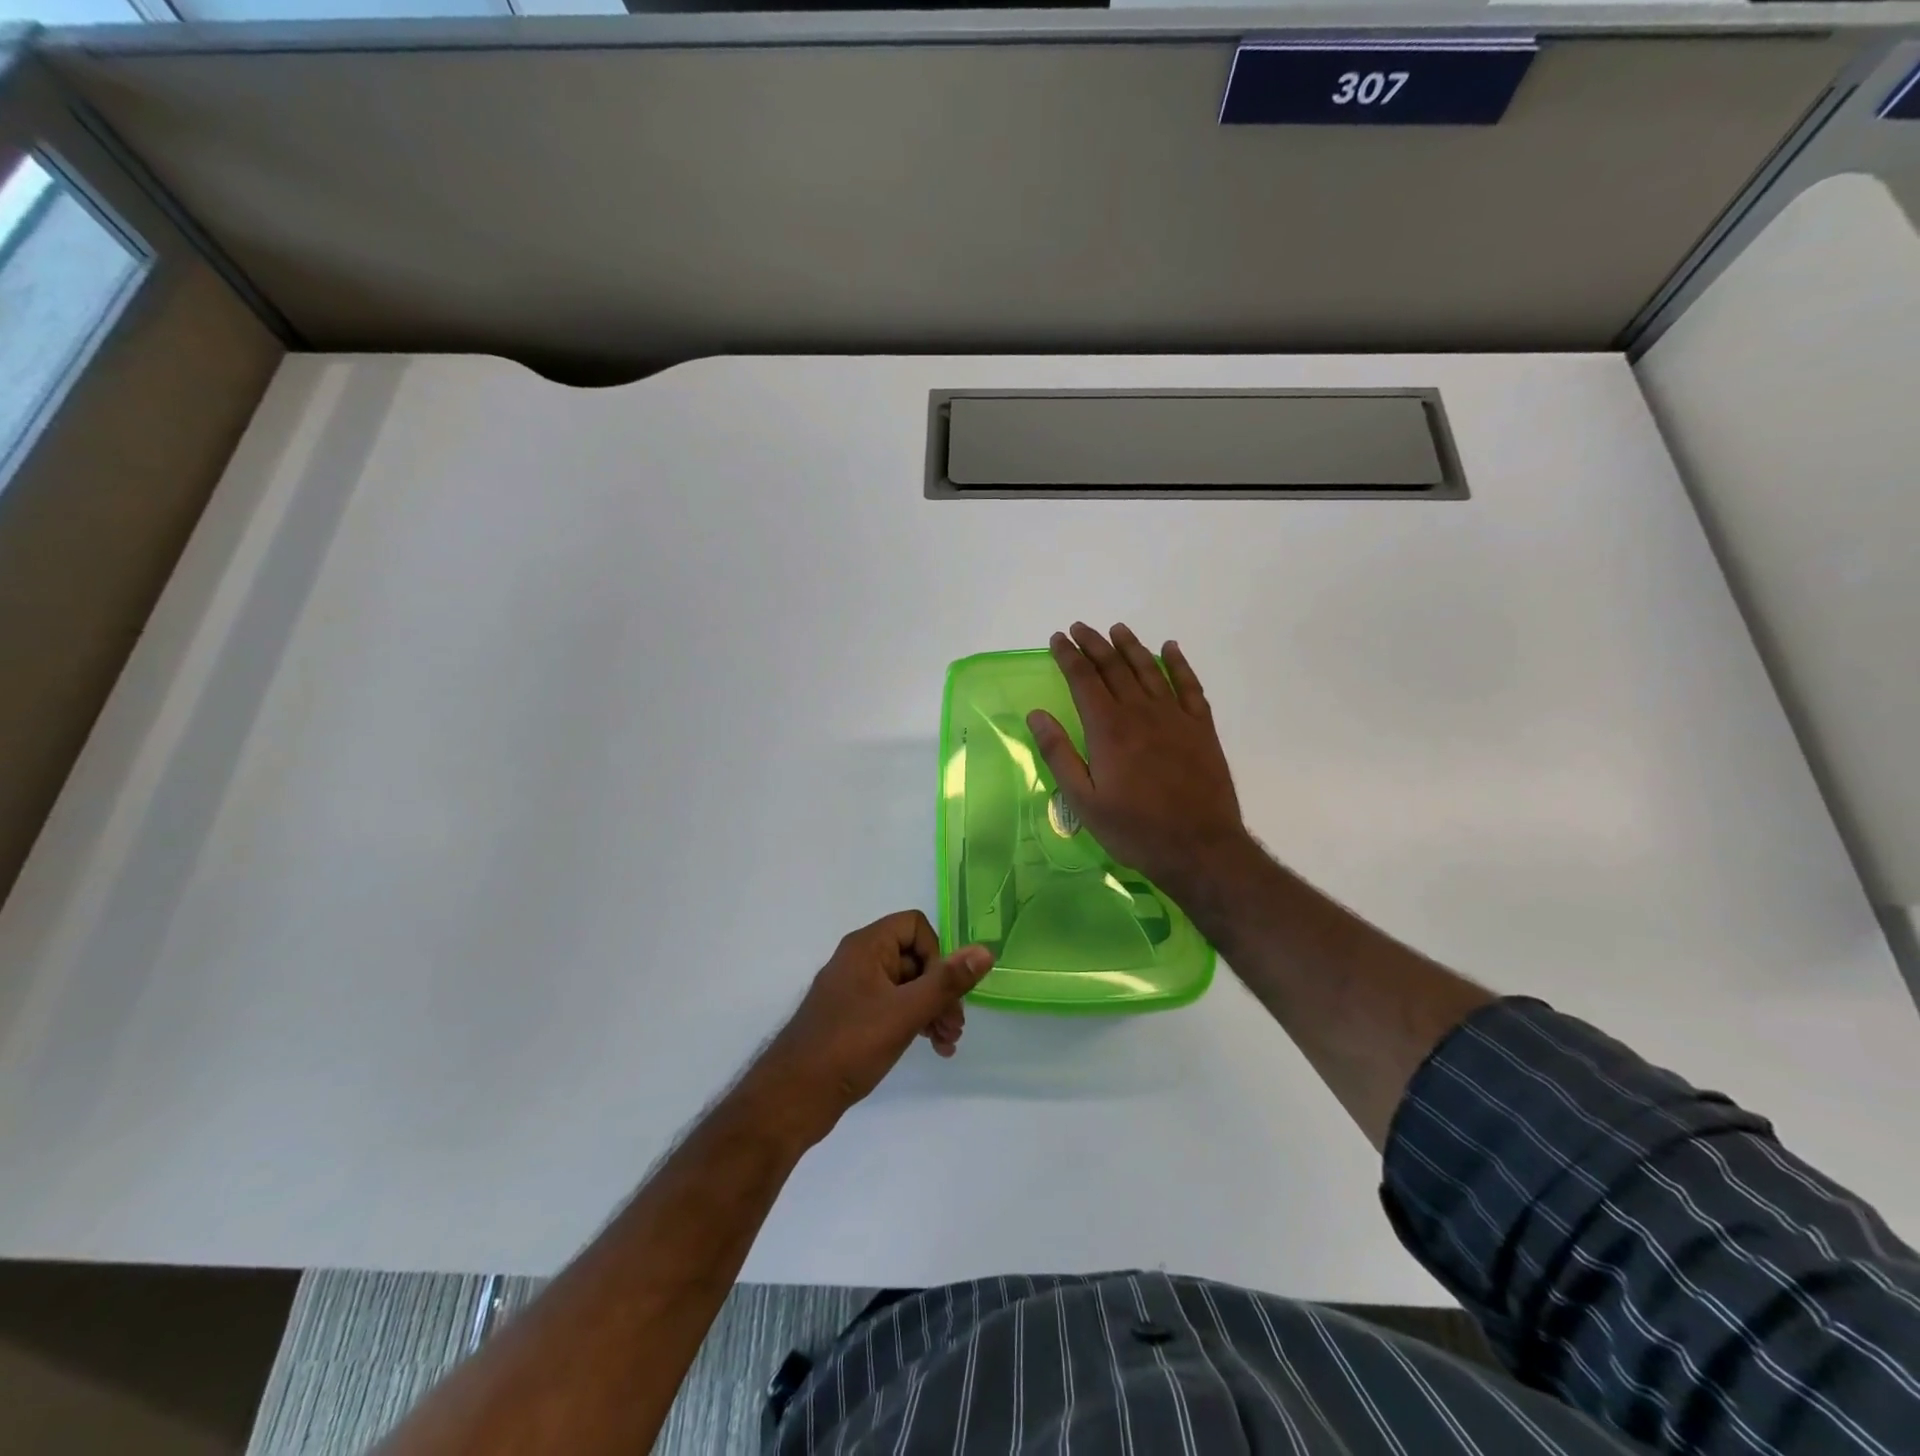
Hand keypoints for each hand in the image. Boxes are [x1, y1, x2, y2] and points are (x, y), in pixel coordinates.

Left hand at [745, 911, 993, 1143]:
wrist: (793, 1097)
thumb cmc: (850, 1045)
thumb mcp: (905, 1012)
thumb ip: (946, 982)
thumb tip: (984, 951)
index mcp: (867, 946)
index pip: (915, 925)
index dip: (936, 954)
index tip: (942, 989)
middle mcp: (859, 960)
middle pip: (915, 957)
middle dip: (941, 990)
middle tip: (956, 1027)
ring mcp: (854, 989)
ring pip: (907, 985)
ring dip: (932, 1009)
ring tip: (948, 1043)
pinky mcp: (852, 1017)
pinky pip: (892, 1006)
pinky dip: (914, 1021)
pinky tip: (932, 1048)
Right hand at [1027, 623, 1248, 897]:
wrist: (1199, 847)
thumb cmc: (1134, 829)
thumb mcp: (1084, 801)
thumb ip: (1059, 754)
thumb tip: (1037, 714)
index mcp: (1108, 728)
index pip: (1084, 680)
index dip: (1069, 656)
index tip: (1057, 638)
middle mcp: (1140, 712)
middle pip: (1114, 667)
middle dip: (1094, 644)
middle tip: (1080, 628)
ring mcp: (1175, 717)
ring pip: (1149, 669)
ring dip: (1130, 646)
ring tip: (1116, 629)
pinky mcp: (1201, 727)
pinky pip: (1189, 685)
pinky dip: (1178, 664)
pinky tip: (1169, 649)